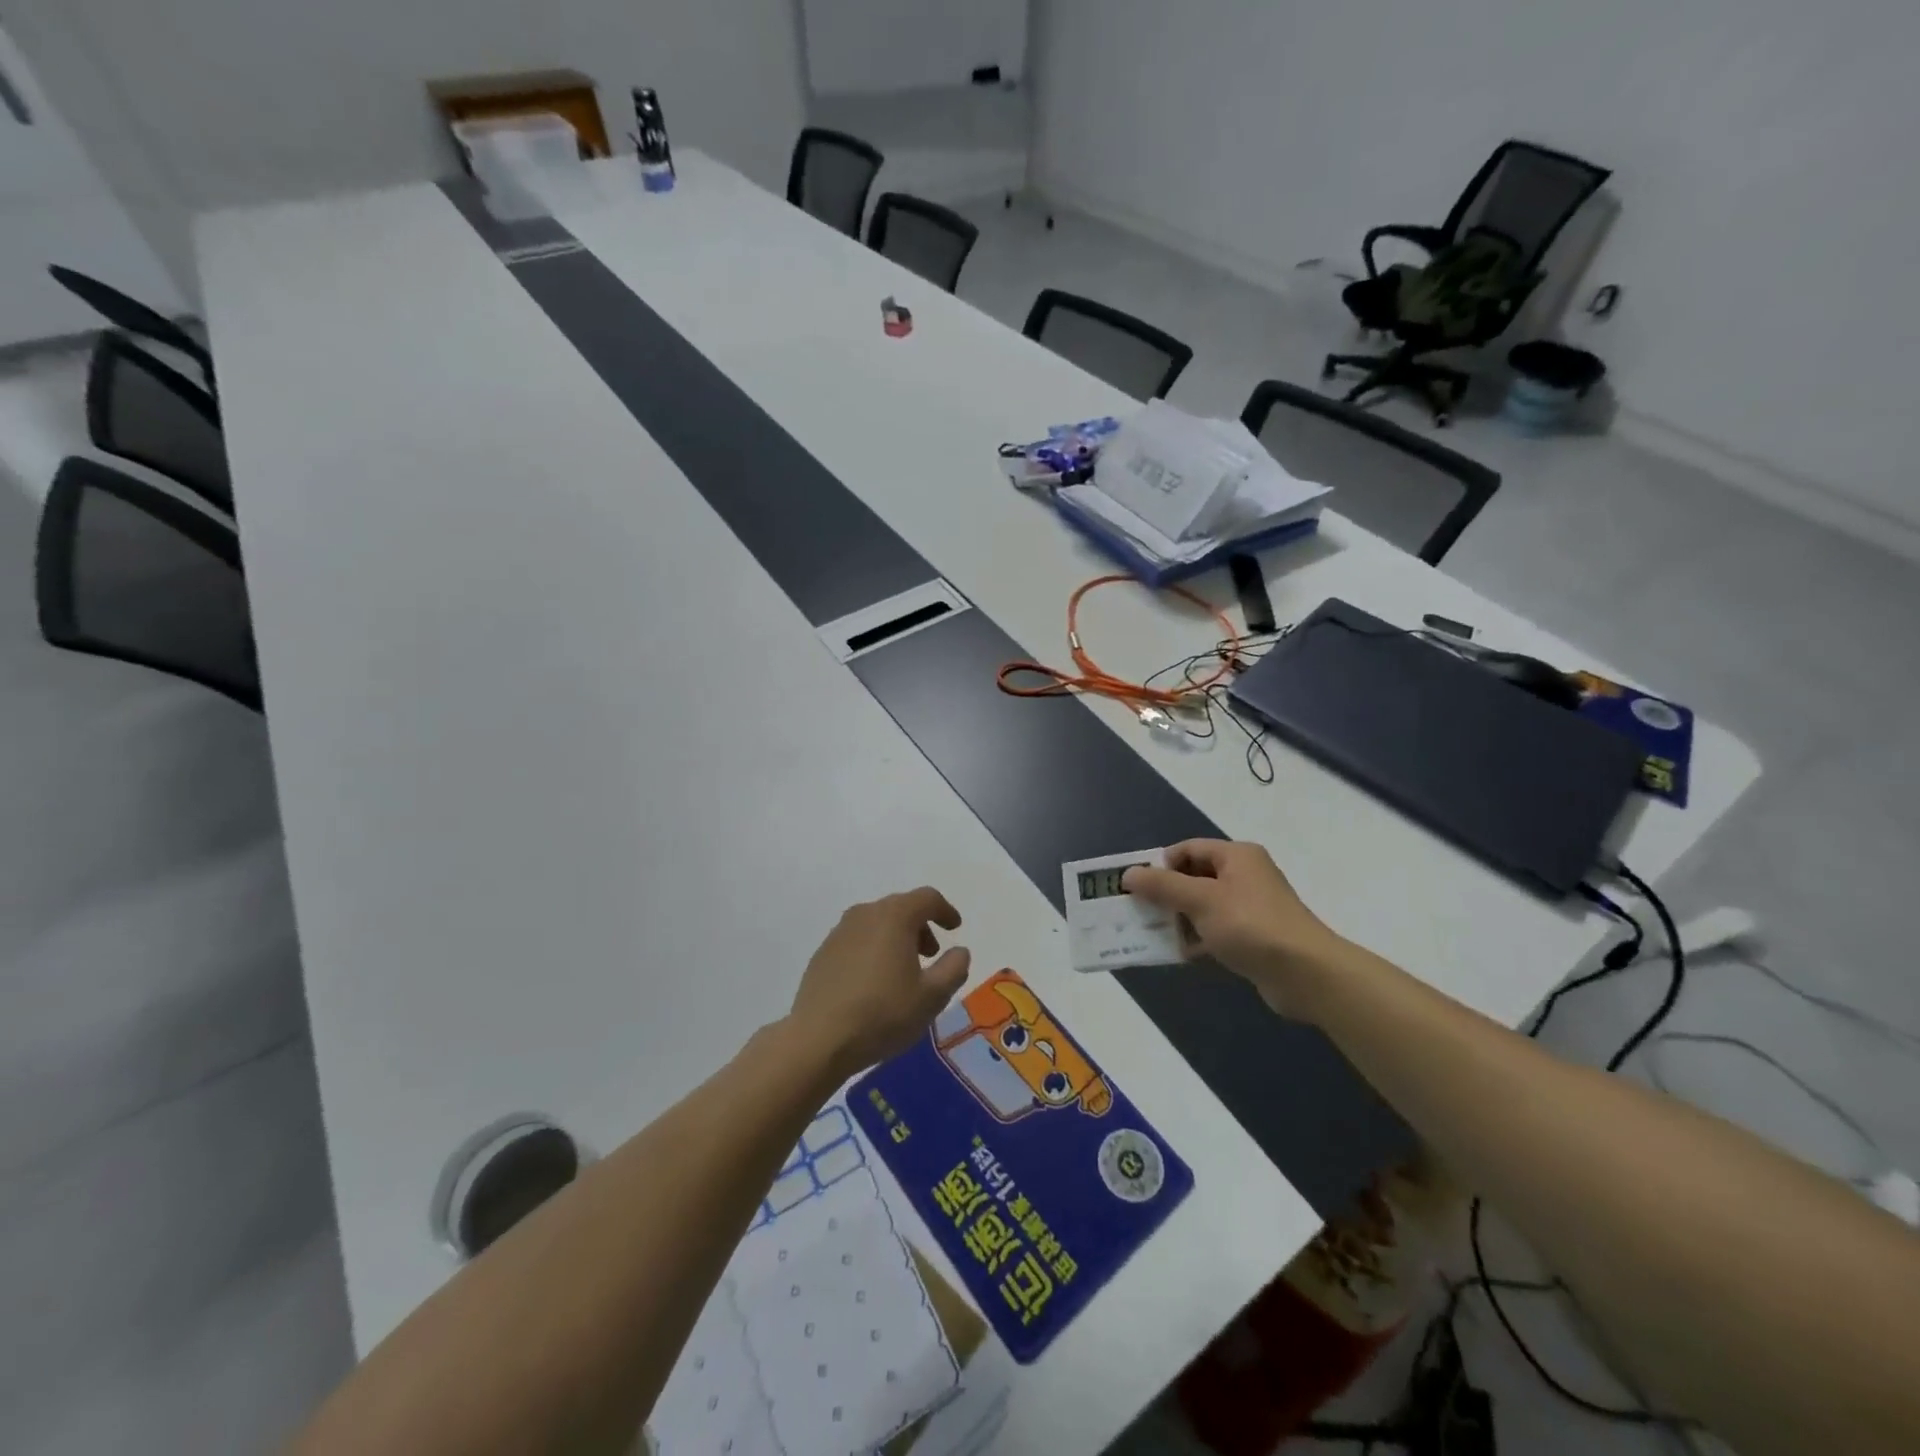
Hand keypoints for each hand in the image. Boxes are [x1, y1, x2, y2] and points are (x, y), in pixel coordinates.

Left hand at [787, 888, 971, 1078]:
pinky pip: (857, 940)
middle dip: (921, 926)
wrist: (818, 1039)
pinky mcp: (823, 953)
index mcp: (894, 917)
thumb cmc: (883, 1014)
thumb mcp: (932, 997)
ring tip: (904, 970)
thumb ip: (953, 969)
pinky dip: (873, 949)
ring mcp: (839, 932)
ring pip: (877, 923)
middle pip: (901, 908)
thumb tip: (959, 951)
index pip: (927, 898)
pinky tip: (874, 982)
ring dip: (896, 938)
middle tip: (931, 954)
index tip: (955, 928)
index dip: (945, 910)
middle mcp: (865, 914)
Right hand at [1123, 841, 1345, 1016]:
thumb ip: (1162, 886)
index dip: (1159, 864)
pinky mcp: (1253, 936)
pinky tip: (1179, 953)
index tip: (1135, 886)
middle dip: (1165, 893)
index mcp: (1236, 856)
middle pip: (1193, 877)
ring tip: (1152, 933)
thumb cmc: (1251, 925)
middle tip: (1137, 910)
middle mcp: (1244, 875)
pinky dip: (1197, 938)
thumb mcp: (1200, 900)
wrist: (1306, 974)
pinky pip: (1215, 930)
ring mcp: (1250, 907)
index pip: (1187, 849)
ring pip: (1203, 905)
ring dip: (1178, 918)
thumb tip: (1128, 874)